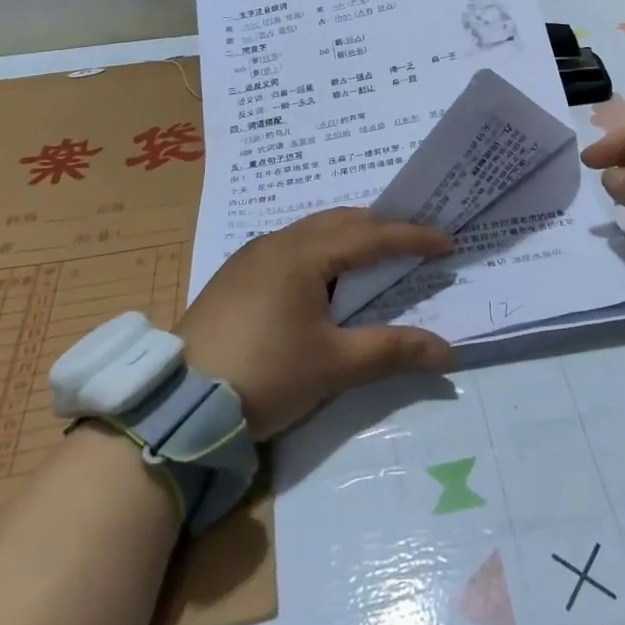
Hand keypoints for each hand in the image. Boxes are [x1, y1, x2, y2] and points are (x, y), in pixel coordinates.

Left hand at [175, 208, 455, 437]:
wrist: (178, 403)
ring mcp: (251, 256)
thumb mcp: (333, 365)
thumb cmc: (264, 374)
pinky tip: (324, 280)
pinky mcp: (235, 276)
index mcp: (304, 253)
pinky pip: (291, 247)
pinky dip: (321, 252)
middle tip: (414, 244)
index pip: (371, 236)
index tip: (447, 242)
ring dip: (349, 238)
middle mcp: (277, 242)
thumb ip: (392, 350)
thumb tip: (447, 352)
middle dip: (381, 229)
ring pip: (313, 231)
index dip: (412, 238)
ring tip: (375, 259)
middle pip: (341, 221)